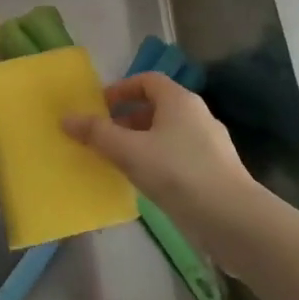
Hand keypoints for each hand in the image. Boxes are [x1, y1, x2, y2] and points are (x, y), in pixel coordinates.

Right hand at [62, 71, 255, 233]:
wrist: (232, 219)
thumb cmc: (177, 173)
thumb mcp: (129, 151)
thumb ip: (97, 133)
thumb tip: (66, 118)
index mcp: (179, 100)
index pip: (147, 80)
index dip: (121, 90)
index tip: (100, 108)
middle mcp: (197, 115)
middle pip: (157, 107)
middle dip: (128, 119)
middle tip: (104, 138)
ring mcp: (210, 144)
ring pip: (168, 134)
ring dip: (142, 143)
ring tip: (120, 163)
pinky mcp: (216, 171)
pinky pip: (179, 156)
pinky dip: (159, 162)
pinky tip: (147, 185)